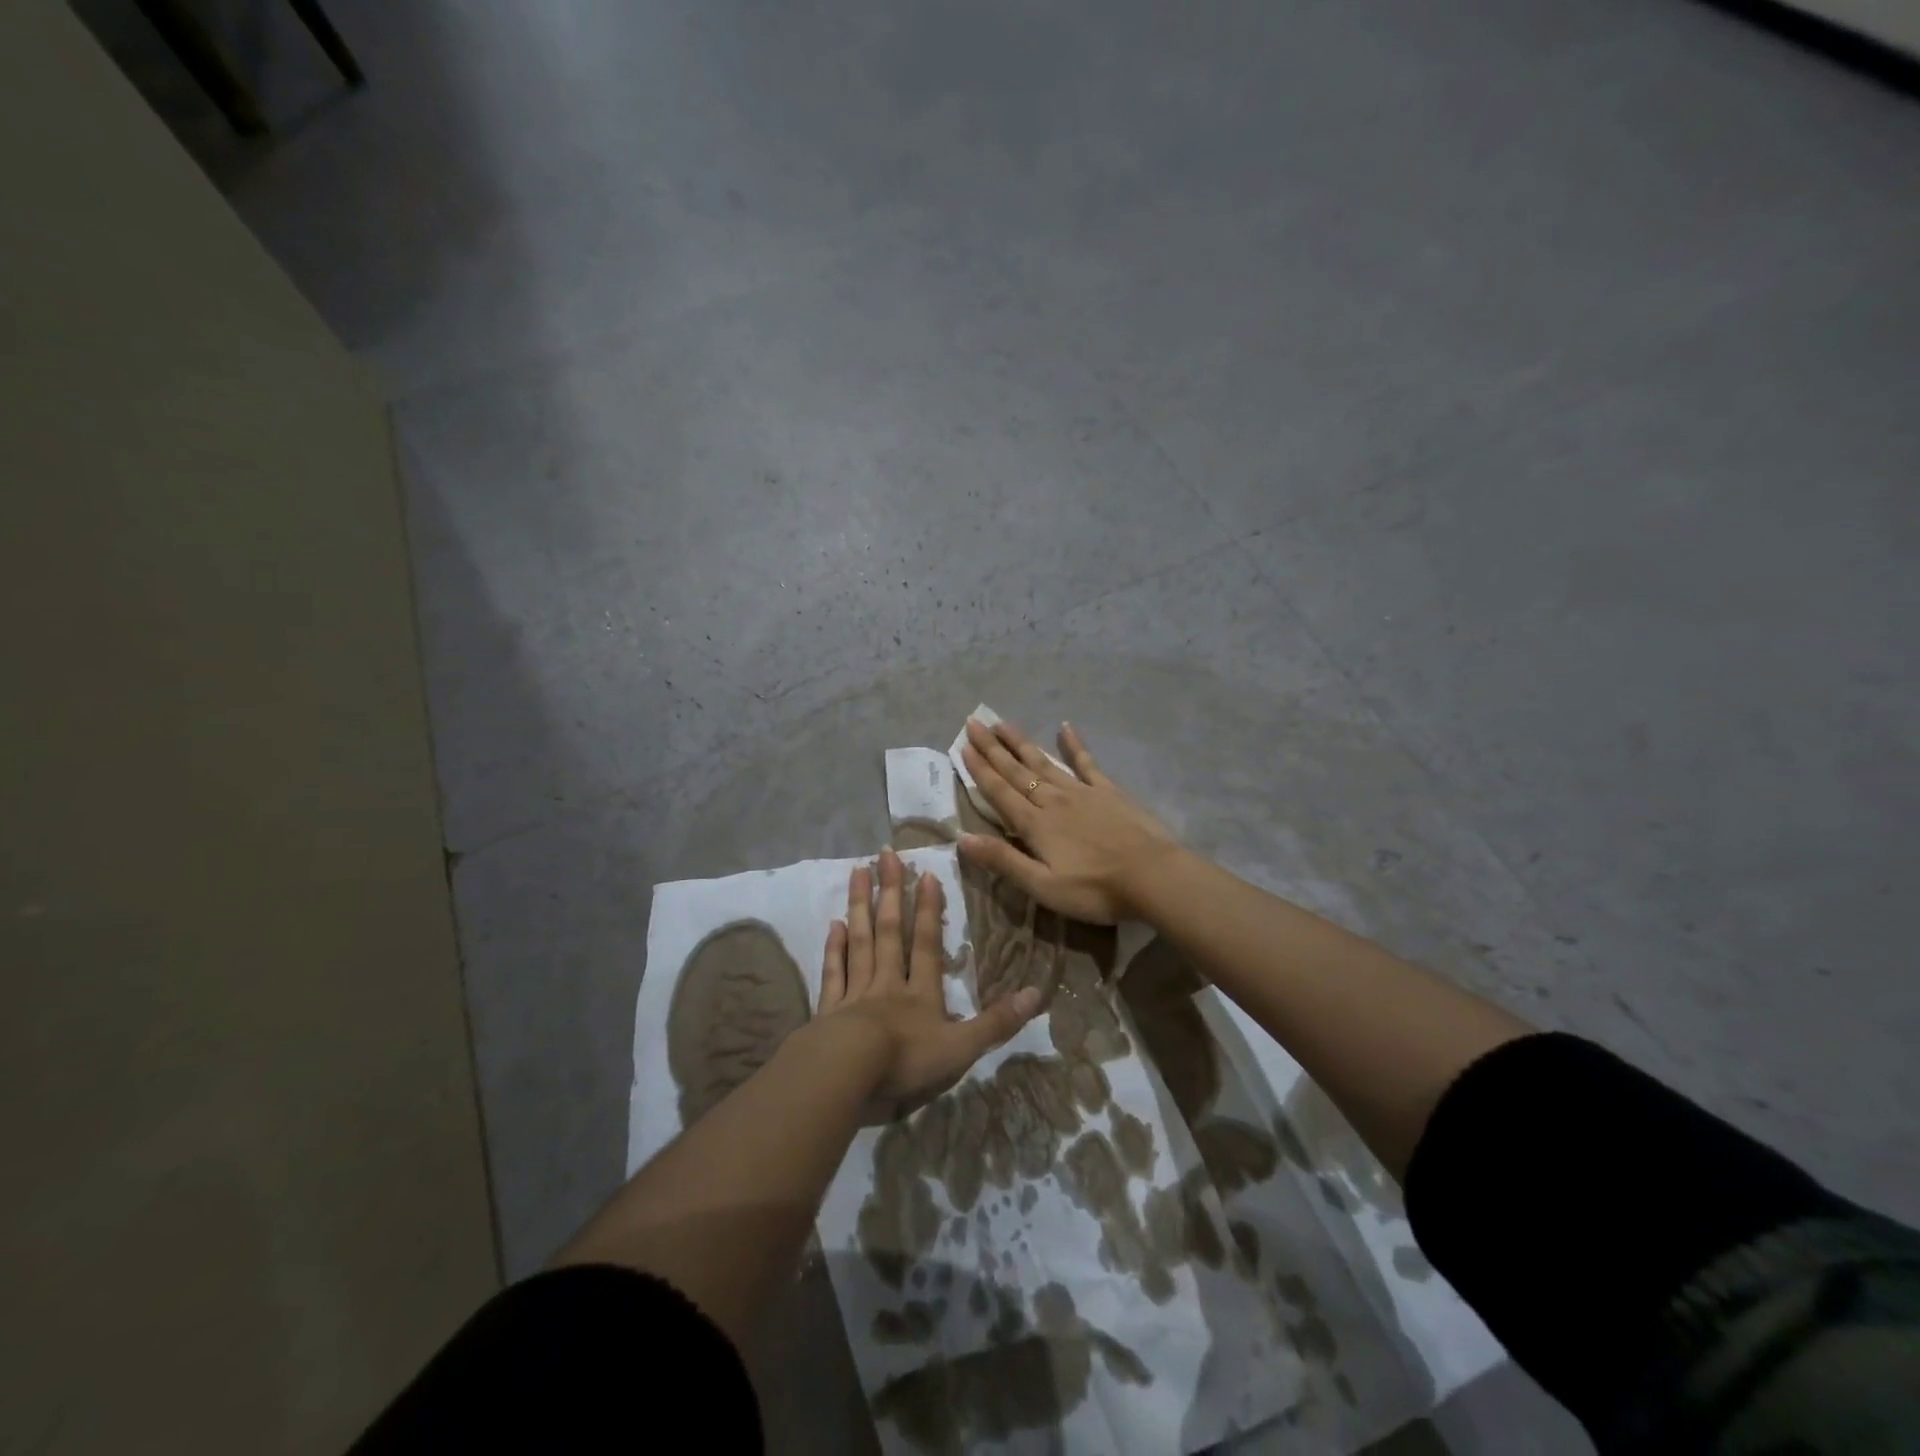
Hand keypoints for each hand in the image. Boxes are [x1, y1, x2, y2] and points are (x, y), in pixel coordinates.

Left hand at [816, 847, 1039, 1107]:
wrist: (847, 1073)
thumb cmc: (906, 1060)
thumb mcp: (961, 1047)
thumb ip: (996, 1022)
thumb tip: (1036, 993)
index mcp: (920, 993)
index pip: (926, 944)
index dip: (928, 909)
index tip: (926, 873)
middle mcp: (887, 984)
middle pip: (890, 932)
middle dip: (889, 892)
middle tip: (885, 854)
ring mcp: (855, 994)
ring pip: (860, 942)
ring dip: (860, 906)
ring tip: (857, 871)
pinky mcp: (829, 1011)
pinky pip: (833, 973)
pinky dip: (833, 949)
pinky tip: (833, 925)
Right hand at [958, 718, 1182, 923]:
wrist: (1152, 876)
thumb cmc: (1095, 889)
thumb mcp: (1043, 886)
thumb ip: (1003, 860)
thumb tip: (961, 838)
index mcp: (1035, 824)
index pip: (1000, 792)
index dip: (979, 770)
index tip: (962, 746)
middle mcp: (1053, 800)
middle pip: (1016, 771)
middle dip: (992, 748)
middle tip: (973, 723)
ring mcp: (1082, 792)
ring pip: (1043, 762)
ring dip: (1021, 742)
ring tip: (1002, 723)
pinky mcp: (1108, 791)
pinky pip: (1086, 762)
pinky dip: (1074, 744)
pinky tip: (1065, 728)